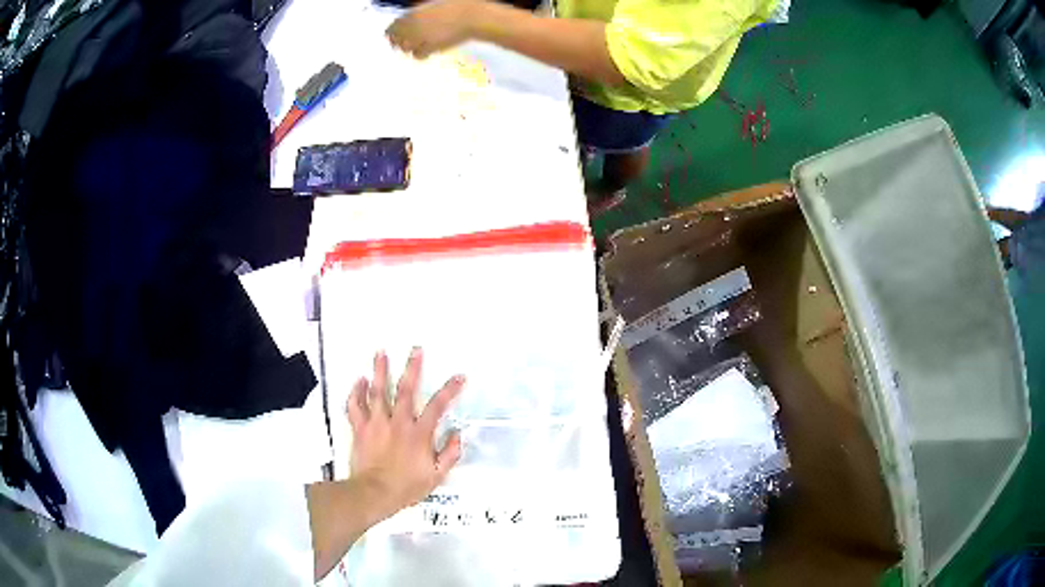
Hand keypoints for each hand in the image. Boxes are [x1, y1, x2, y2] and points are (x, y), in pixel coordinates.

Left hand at [347, 347, 463, 519]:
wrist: (374, 493)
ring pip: (377, 392)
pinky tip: (359, 380)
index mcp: (418, 434)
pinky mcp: (360, 429)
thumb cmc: (407, 486)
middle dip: (412, 368)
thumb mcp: (436, 476)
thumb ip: (450, 454)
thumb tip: (458, 434)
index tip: (459, 377)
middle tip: (415, 350)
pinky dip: (356, 392)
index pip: (437, 406)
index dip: (450, 390)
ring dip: (379, 371)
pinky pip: (355, 406)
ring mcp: (376, 423)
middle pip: (405, 390)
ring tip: (381, 352)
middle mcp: (398, 423)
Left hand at [386, 0, 482, 57]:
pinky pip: (418, 55)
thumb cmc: (456, 8)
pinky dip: (421, 54)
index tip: (395, 37)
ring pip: (406, 49)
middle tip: (407, 43)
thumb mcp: (432, 6)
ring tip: (420, 45)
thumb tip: (409, 20)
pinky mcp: (431, 47)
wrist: (471, 16)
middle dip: (400, 42)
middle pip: (396, 40)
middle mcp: (414, 26)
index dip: (393, 33)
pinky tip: (428, 51)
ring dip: (411, 48)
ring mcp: (421, 37)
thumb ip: (418, 14)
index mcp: (413, 14)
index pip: (392, 28)